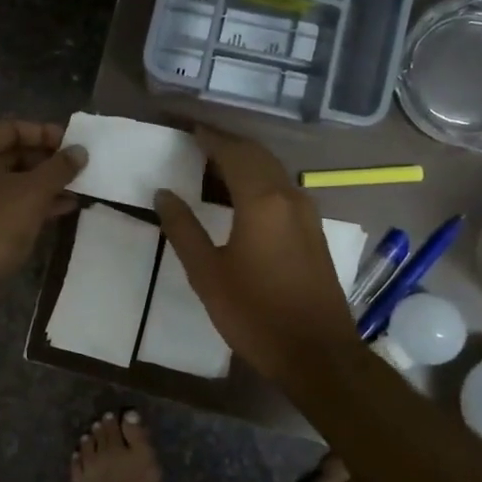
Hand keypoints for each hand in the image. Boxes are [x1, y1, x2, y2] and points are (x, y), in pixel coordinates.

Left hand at [0, 120, 86, 315]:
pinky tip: (64, 209)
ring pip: (13, 181)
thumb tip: (80, 151)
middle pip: (12, 153)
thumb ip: (59, 168)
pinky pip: (8, 204)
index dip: (46, 134)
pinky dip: (33, 204)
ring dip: (45, 185)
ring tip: (80, 189)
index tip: (75, 145)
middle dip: (48, 161)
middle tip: (81, 169)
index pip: (12, 128)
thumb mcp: (31, 193)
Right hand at [155, 126, 356, 384]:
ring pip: (273, 171)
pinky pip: (282, 189)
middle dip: (226, 143)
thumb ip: (184, 229)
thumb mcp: (207, 274)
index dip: (208, 137)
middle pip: (256, 155)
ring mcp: (307, 213)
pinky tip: (241, 196)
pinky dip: (259, 180)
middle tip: (196, 141)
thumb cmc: (255, 314)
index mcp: (261, 201)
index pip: (232, 152)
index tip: (185, 127)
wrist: (318, 354)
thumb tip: (164, 194)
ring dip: (244, 160)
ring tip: (213, 164)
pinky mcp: (313, 231)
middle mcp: (289, 196)